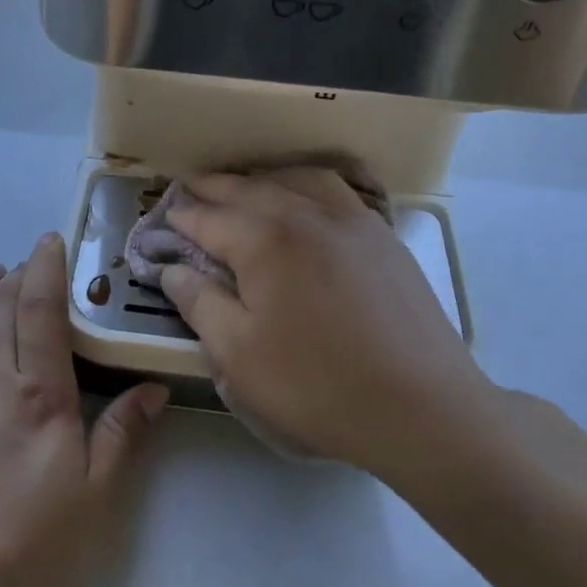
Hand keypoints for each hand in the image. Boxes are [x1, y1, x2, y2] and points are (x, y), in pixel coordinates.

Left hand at [0, 234, 167, 586]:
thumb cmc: (23, 556)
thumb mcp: (92, 503)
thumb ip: (120, 437)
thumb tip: (152, 389)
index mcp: (38, 394)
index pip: (42, 309)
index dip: (47, 268)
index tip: (49, 241)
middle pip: (1, 308)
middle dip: (15, 276)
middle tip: (25, 262)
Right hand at [158, 169, 496, 478]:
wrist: (422, 407)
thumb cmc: (317, 385)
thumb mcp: (238, 354)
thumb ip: (199, 303)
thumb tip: (172, 271)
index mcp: (266, 240)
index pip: (210, 219)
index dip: (182, 219)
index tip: (164, 218)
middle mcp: (308, 215)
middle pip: (251, 189)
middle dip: (215, 187)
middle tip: (191, 188)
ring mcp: (353, 222)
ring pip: (298, 180)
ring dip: (263, 179)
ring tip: (245, 186)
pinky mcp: (384, 239)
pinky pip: (337, 192)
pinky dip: (306, 186)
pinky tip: (305, 201)